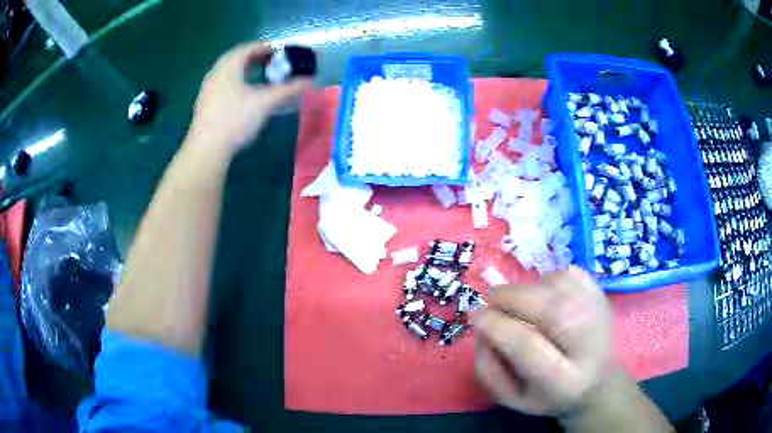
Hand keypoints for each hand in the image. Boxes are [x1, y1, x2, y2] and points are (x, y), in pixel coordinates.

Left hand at [187, 41, 312, 154]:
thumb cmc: (234, 119)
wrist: (206, 150)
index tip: (282, 51)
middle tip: (274, 63)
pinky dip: (238, 84)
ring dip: (247, 72)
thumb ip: (288, 90)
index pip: (249, 48)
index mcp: (229, 66)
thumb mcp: (265, 102)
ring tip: (262, 78)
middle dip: (257, 59)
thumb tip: (311, 82)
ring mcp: (208, 90)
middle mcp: (216, 73)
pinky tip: (247, 97)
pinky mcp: (205, 105)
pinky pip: (225, 86)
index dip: (267, 47)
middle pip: (238, 59)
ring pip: (230, 73)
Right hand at [473, 267, 613, 417]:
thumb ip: (489, 370)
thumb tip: (481, 327)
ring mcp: (600, 315)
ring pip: (559, 286)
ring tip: (517, 303)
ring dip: (528, 288)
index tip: (476, 316)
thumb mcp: (511, 398)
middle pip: (551, 310)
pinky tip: (542, 295)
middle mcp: (589, 346)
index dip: (498, 327)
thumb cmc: (548, 395)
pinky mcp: (602, 295)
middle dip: (512, 298)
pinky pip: (569, 274)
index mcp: (563, 382)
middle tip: (489, 300)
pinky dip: (547, 278)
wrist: (596, 382)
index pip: (529, 348)